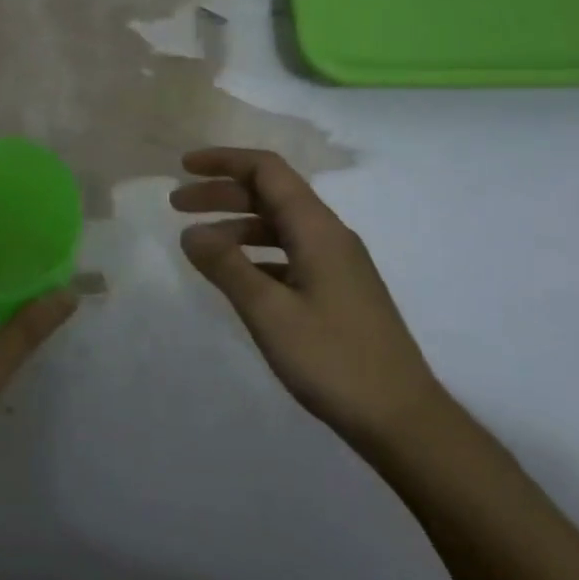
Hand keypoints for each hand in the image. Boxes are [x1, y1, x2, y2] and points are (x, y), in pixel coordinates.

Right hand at [170, 147, 444, 447]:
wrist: (402, 419)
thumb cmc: (333, 360)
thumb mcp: (269, 312)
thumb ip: (227, 267)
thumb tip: (190, 233)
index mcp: (318, 230)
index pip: (268, 171)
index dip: (225, 161)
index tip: (184, 167)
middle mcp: (330, 237)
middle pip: (271, 194)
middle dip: (222, 193)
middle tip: (176, 205)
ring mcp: (337, 265)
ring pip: (279, 226)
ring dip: (236, 225)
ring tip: (198, 244)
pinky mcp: (338, 292)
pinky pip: (289, 255)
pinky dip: (255, 254)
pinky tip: (235, 276)